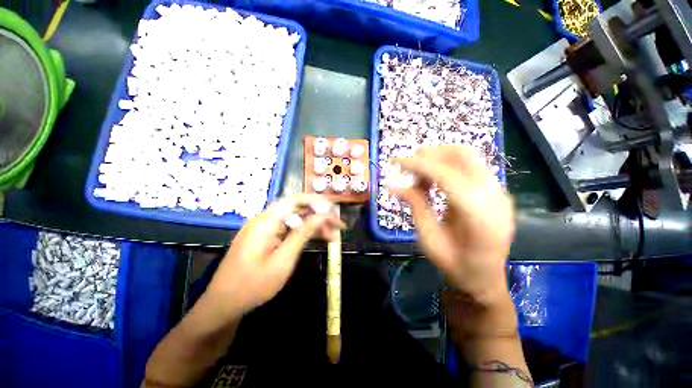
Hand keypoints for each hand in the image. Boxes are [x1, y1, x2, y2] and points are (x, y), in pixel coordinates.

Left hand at [206, 194, 344, 318]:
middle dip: (320, 215)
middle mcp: (265, 220)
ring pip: (296, 219)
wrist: (223, 306)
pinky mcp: (267, 237)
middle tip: (339, 225)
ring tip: (333, 234)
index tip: (334, 210)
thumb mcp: (283, 261)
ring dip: (315, 225)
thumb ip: (302, 235)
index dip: (317, 201)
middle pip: (298, 209)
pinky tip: (318, 239)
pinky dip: (304, 233)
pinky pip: (289, 229)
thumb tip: (322, 216)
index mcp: (266, 222)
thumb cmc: (252, 286)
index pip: (295, 200)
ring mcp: (265, 229)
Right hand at [391, 146, 513, 306]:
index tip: (395, 162)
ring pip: (467, 156)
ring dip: (437, 158)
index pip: (446, 175)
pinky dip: (446, 166)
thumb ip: (415, 206)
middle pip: (461, 155)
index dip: (418, 165)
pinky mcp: (496, 190)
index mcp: (479, 216)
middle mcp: (495, 197)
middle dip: (429, 155)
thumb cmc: (455, 265)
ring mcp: (499, 191)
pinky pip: (469, 166)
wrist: (486, 279)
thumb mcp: (428, 239)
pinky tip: (433, 181)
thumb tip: (394, 185)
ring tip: (419, 176)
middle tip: (407, 168)